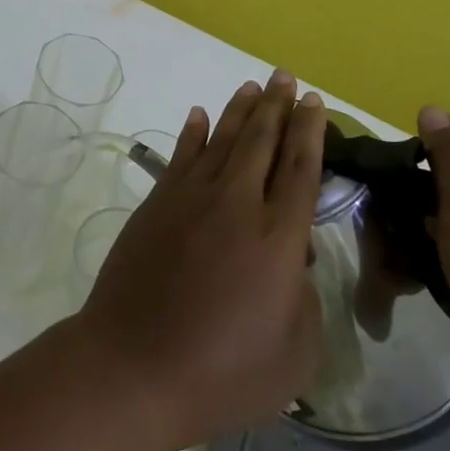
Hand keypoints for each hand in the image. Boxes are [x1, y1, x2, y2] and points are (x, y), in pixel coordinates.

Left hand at [76, 70, 324, 450]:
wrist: (135, 366)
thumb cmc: (223, 372)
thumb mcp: (293, 355)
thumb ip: (305, 301)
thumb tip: (294, 263)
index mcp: (278, 238)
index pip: (300, 169)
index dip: (310, 132)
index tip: (314, 102)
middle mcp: (237, 204)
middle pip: (262, 142)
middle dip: (278, 106)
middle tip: (286, 77)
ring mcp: (191, 198)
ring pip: (222, 140)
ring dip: (241, 110)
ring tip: (254, 86)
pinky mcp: (157, 203)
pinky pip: (181, 155)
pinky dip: (193, 132)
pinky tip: (199, 115)